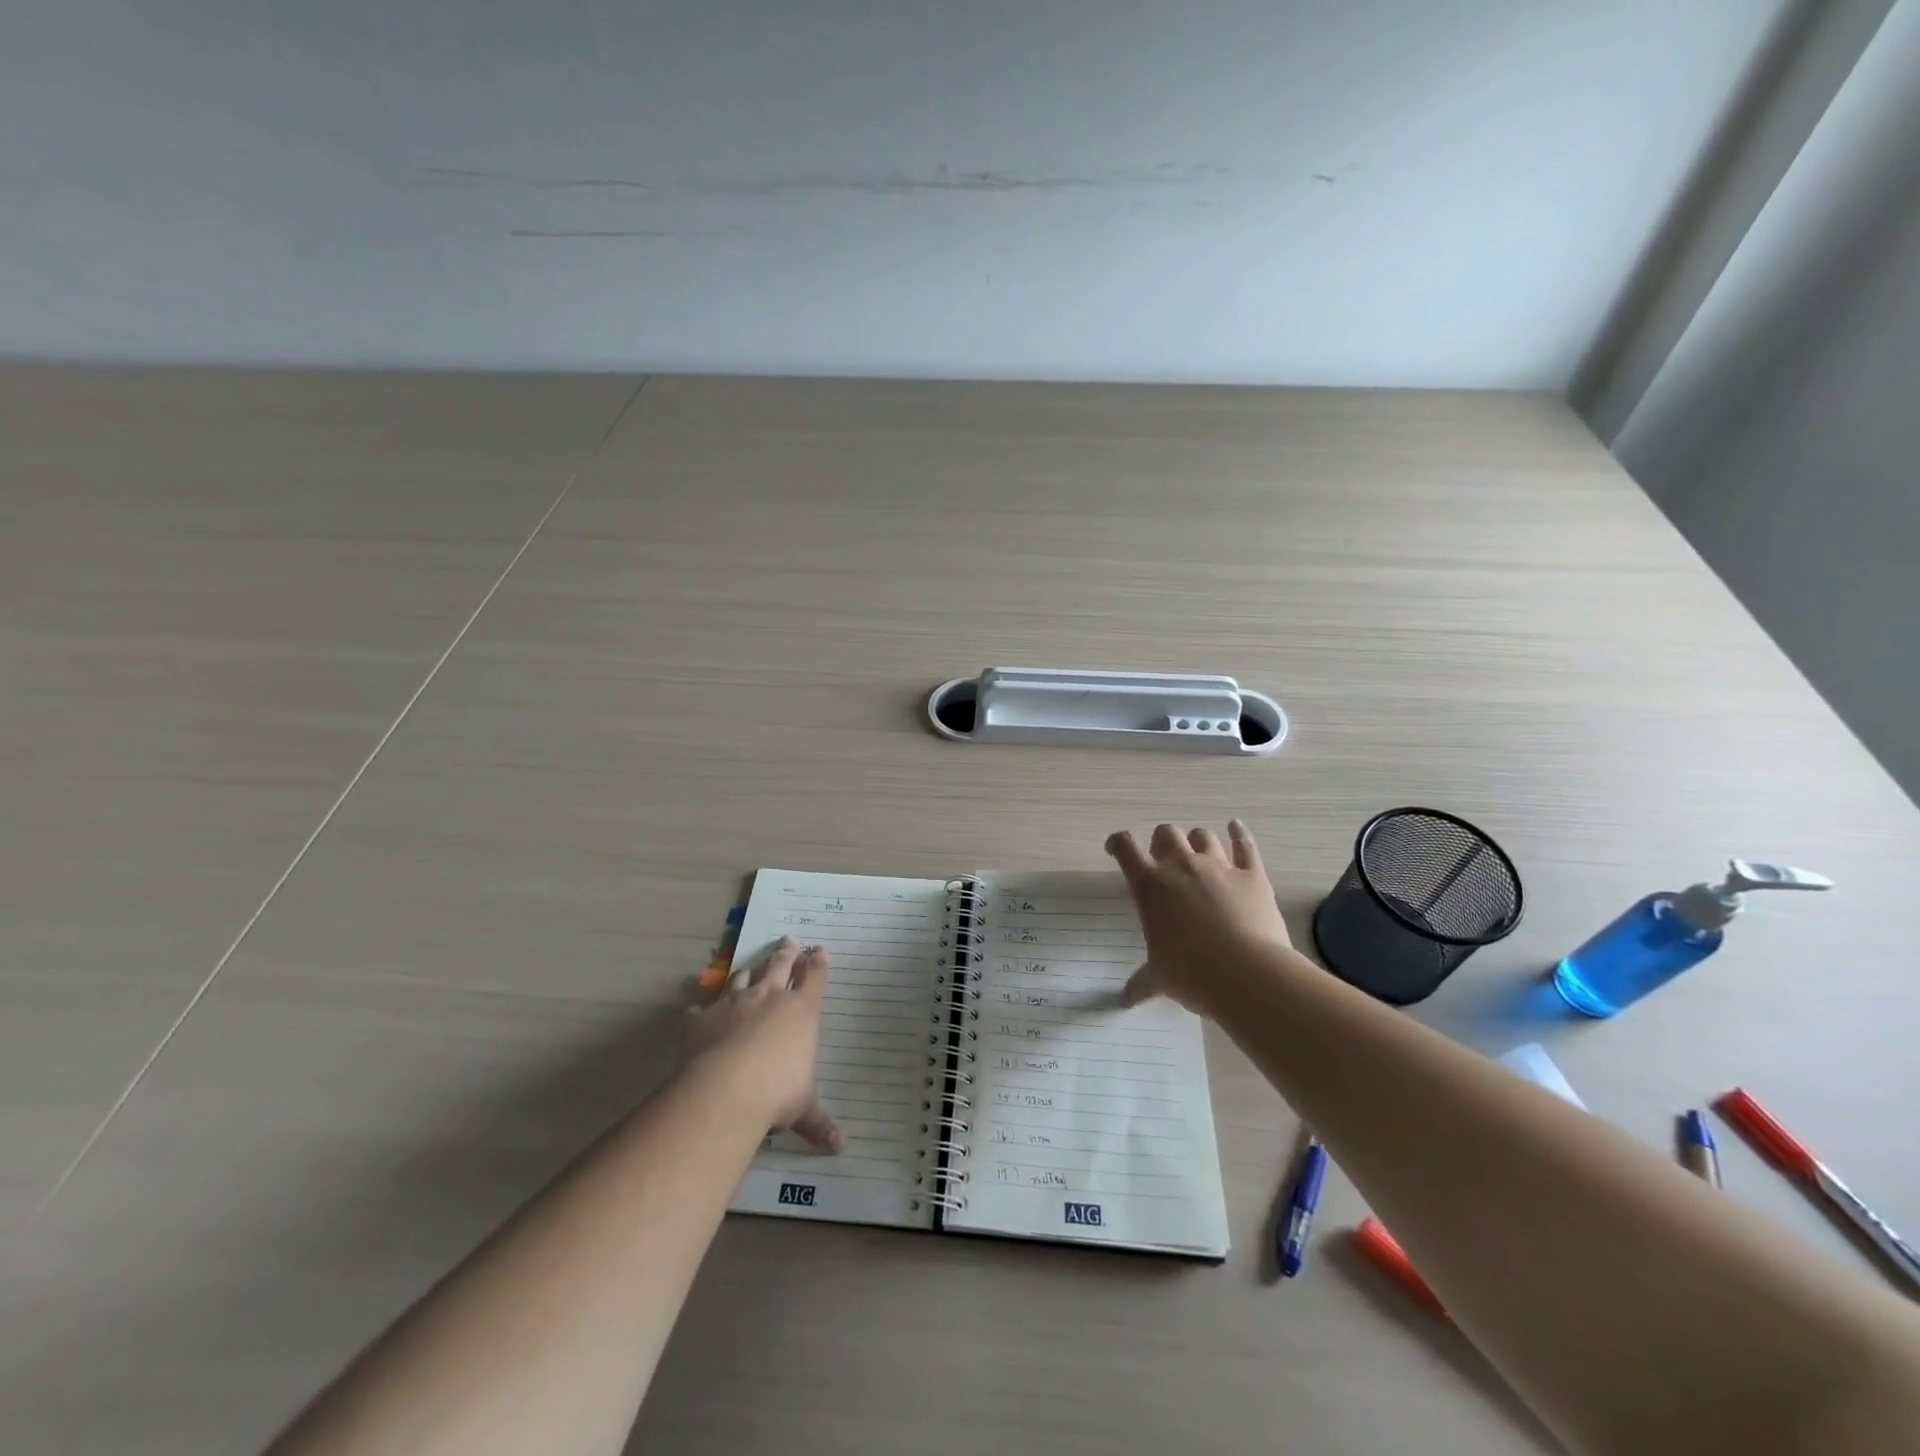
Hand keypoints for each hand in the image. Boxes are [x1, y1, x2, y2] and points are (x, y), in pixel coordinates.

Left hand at [681, 936, 841, 1151]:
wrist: (726, 1089)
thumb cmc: (777, 1093)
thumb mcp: (803, 1108)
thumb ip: (819, 1123)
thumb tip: (840, 1147)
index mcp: (801, 1010)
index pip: (815, 977)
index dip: (818, 962)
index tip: (819, 949)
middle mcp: (769, 997)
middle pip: (780, 964)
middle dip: (787, 952)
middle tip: (789, 940)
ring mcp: (734, 1002)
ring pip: (743, 976)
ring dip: (749, 969)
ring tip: (751, 965)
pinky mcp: (702, 1017)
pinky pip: (701, 1007)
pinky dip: (701, 1009)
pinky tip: (697, 1011)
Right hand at [1105, 820, 1296, 1016]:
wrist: (1247, 974)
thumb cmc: (1191, 974)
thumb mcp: (1160, 979)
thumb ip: (1142, 983)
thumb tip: (1125, 1000)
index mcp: (1150, 885)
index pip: (1125, 847)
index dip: (1118, 843)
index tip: (1116, 849)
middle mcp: (1181, 866)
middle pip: (1166, 833)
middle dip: (1162, 842)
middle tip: (1163, 860)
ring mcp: (1219, 866)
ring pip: (1203, 836)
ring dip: (1197, 841)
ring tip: (1198, 853)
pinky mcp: (1252, 874)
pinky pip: (1245, 844)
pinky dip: (1239, 833)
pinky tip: (1235, 827)